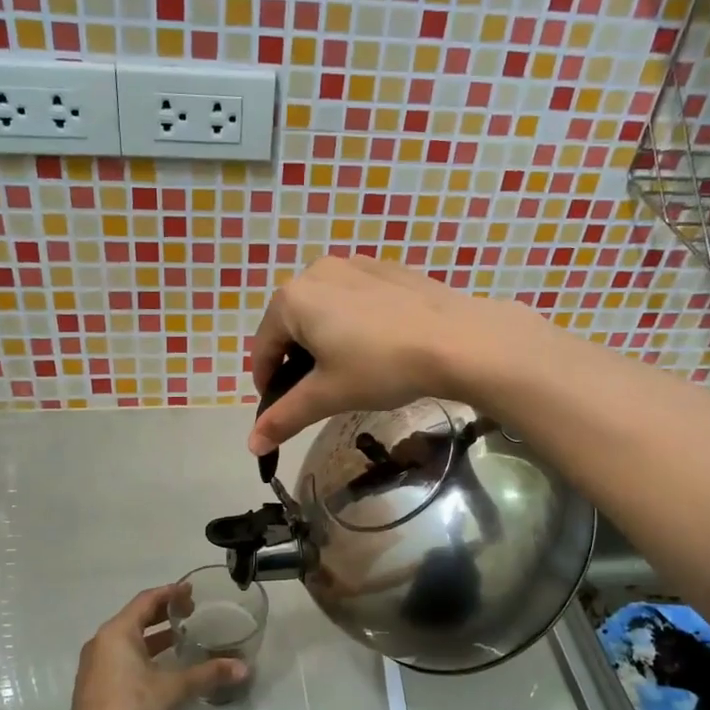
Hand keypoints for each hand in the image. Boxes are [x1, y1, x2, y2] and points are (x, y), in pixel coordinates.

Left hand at [63, 586, 245, 709]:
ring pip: (129, 640)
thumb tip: (243, 667)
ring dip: (154, 636)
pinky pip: (123, 658)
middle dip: (164, 613)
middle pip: (136, 618)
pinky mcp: (97, 687)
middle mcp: (102, 643)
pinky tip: (164, 667)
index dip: (171, 593)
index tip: (193, 591)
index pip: (146, 600)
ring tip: (183, 637)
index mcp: (116, 633)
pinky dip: (145, 654)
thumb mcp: (172, 689)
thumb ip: (207, 674)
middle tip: (192, 612)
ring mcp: (96, 666)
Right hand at [247, 256, 546, 454]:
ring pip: (323, 310)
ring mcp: (353, 264)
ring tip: (350, 372)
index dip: (267, 385)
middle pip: (291, 326)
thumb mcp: (328, 396)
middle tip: (320, 395)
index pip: (264, 349)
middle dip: (297, 362)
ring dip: (324, 342)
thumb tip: (253, 446)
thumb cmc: (381, 367)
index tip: (282, 411)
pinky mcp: (386, 268)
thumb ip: (284, 417)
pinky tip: (378, 347)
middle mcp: (316, 272)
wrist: (457, 339)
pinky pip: (353, 299)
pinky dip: (352, 324)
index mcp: (291, 299)